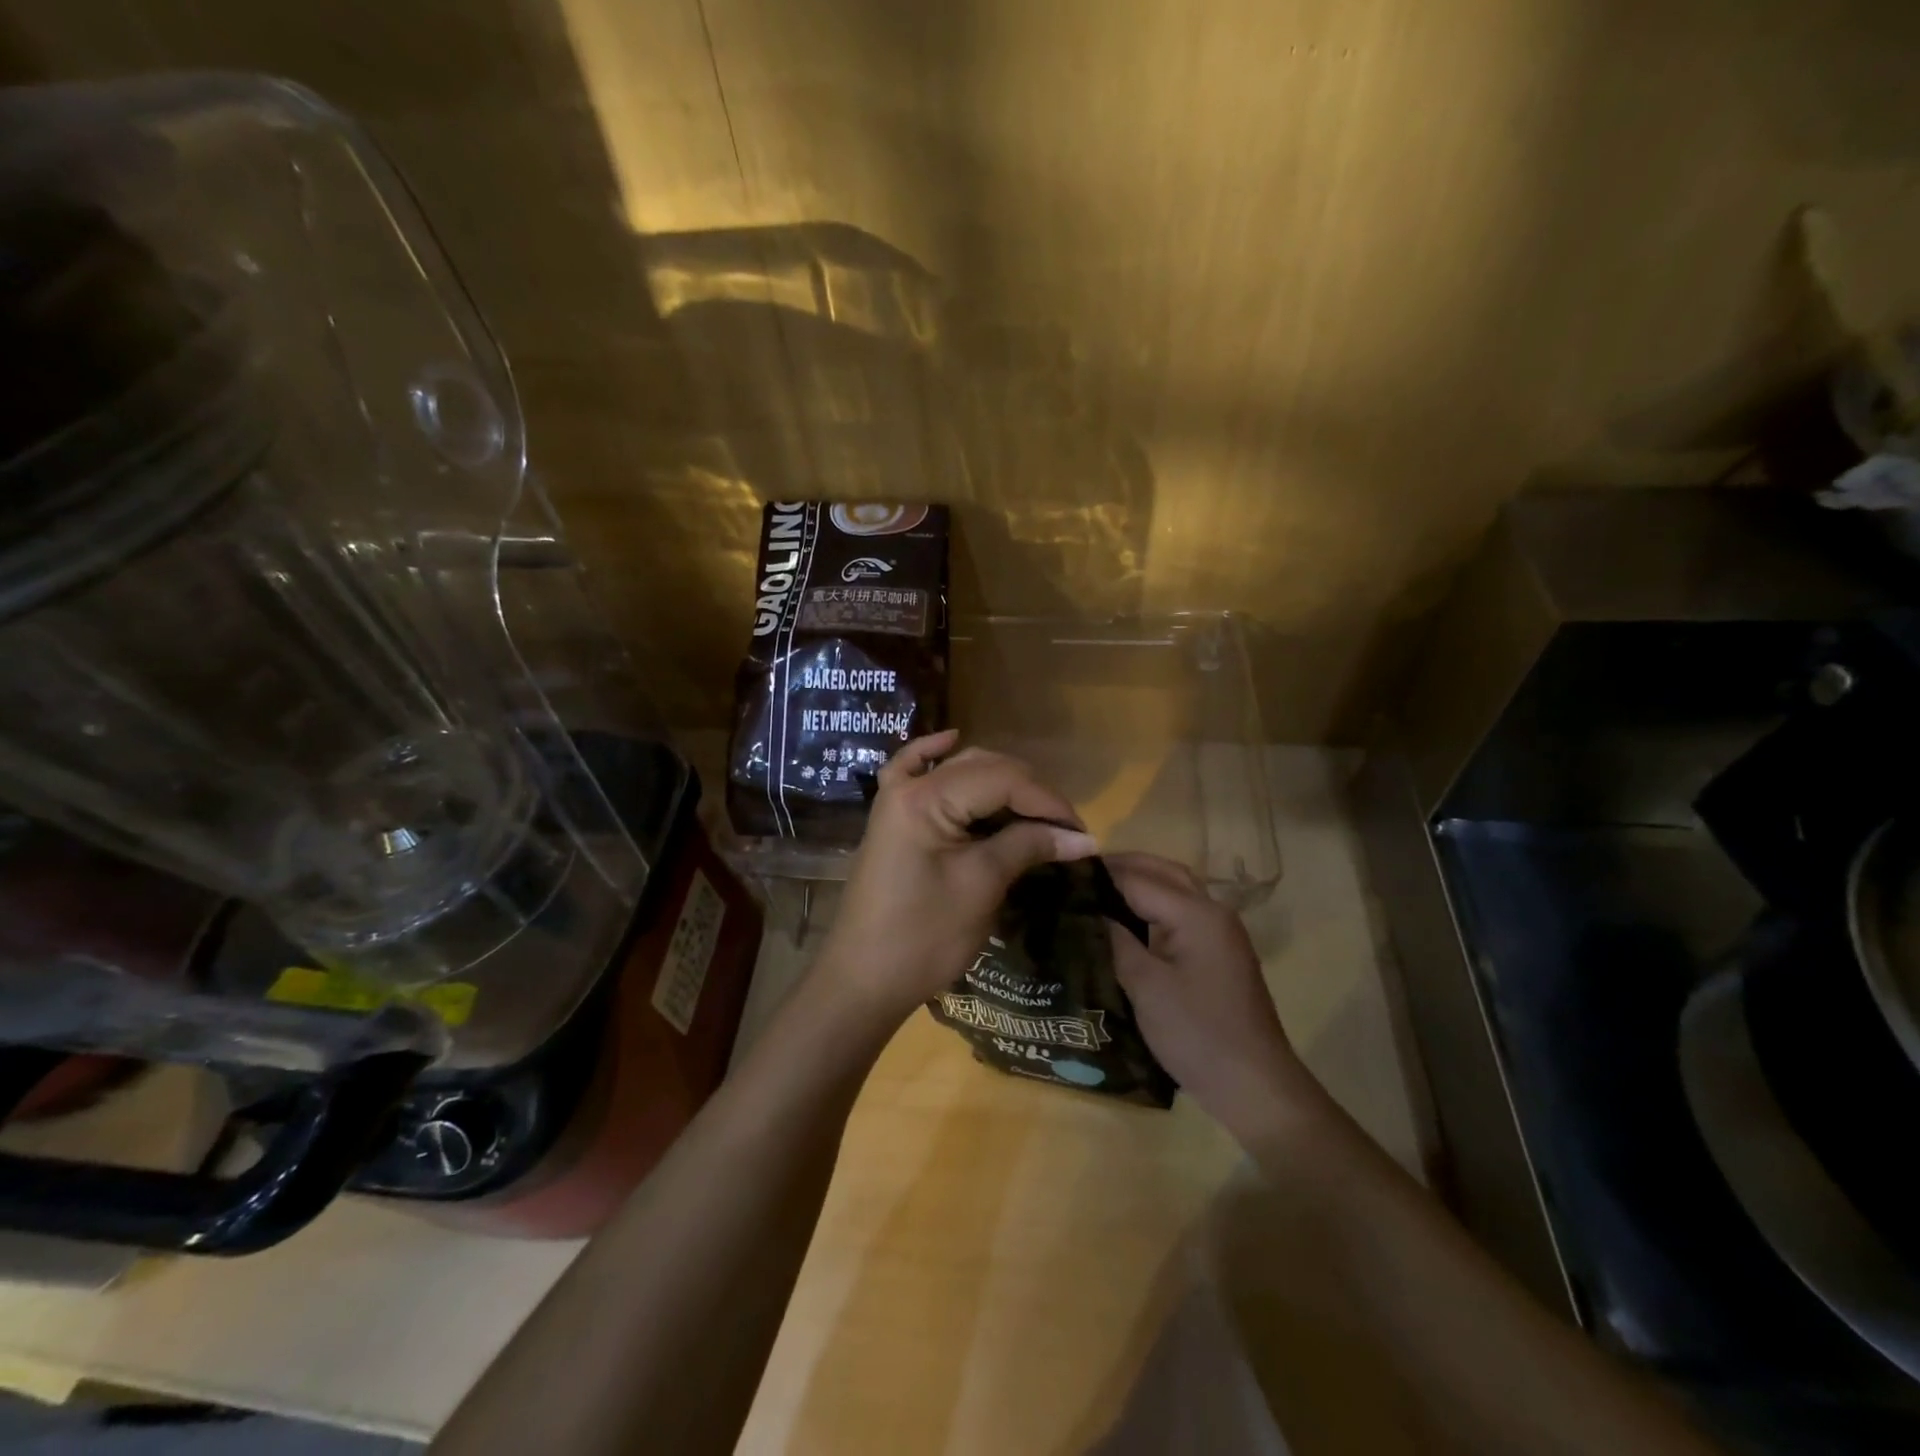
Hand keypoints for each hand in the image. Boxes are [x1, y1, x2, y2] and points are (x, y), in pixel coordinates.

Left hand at [816, 730, 1097, 1025]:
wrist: (864, 979)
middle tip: (1064, 829)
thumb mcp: (981, 886)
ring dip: (999, 782)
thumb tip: (1083, 838)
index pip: (1002, 780)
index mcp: (926, 798)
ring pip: (958, 770)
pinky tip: (951, 739)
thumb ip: (1028, 847)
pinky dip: (934, 754)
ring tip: (1036, 811)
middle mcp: (908, 786)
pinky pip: (912, 771)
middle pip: (982, 768)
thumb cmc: (923, 937)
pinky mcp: (892, 818)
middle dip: (1029, 793)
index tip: (1081, 832)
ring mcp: (895, 799)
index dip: (1047, 802)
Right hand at [1105, 853, 1319, 1141]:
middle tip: (1079, 874)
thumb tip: (1087, 911)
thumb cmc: (1197, 1034)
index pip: (1138, 879)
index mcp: (1196, 914)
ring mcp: (1221, 931)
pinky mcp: (1220, 951)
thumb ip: (1116, 941)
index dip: (1100, 875)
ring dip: (1140, 882)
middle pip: (1163, 872)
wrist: (1254, 1085)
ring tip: (1098, 889)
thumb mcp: (1146, 987)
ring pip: (1176, 889)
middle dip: (1123, 867)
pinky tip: (1128, 919)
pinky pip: (1183, 911)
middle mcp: (1213, 911)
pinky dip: (1155, 903)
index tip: (1061, 873)